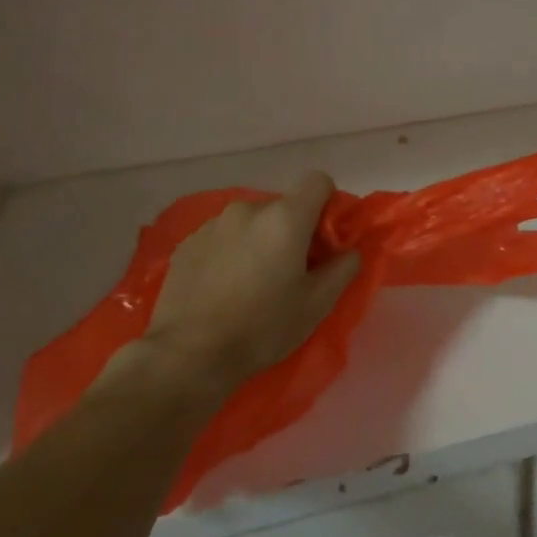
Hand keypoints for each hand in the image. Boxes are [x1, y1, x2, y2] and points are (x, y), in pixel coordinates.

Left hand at [139, 172, 361, 389]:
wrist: (188, 355)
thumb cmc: (262, 328)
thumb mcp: (317, 304)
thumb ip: (343, 269)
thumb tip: (349, 252)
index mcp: (284, 218)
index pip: (318, 181)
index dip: (328, 205)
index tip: (325, 241)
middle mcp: (247, 210)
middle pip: (284, 206)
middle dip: (294, 230)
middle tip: (292, 271)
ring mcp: (212, 224)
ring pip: (251, 222)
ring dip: (260, 241)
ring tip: (254, 282)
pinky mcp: (187, 243)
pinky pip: (223, 237)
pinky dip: (232, 252)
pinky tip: (225, 288)